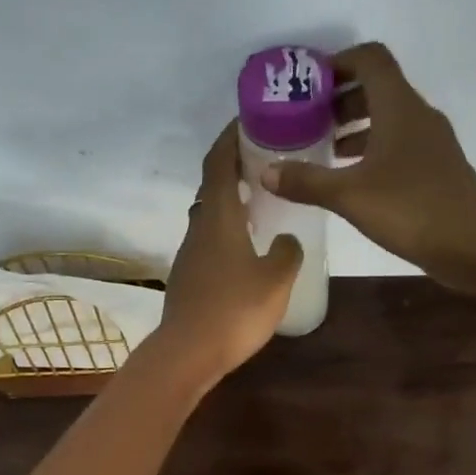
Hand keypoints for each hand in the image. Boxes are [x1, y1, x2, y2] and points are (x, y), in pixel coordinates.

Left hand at [152, 123, 301, 383]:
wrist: (189, 353)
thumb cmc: (235, 309)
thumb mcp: (276, 278)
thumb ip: (287, 252)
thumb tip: (286, 238)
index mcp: (218, 217)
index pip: (219, 164)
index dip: (230, 139)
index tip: (247, 121)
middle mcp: (198, 229)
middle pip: (212, 188)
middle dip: (234, 169)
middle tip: (264, 162)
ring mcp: (189, 255)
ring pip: (209, 217)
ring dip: (231, 203)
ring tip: (261, 203)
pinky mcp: (188, 279)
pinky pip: (209, 243)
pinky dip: (227, 232)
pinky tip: (247, 248)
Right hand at [260, 41, 475, 292]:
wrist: (473, 245)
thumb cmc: (410, 209)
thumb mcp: (349, 196)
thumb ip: (306, 181)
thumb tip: (265, 172)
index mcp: (399, 107)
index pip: (370, 59)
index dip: (338, 63)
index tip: (307, 85)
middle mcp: (418, 115)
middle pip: (377, 88)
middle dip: (339, 99)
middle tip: (306, 120)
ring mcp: (431, 143)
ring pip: (388, 118)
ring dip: (355, 126)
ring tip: (323, 149)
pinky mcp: (436, 168)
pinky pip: (398, 144)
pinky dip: (372, 149)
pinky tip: (352, 178)